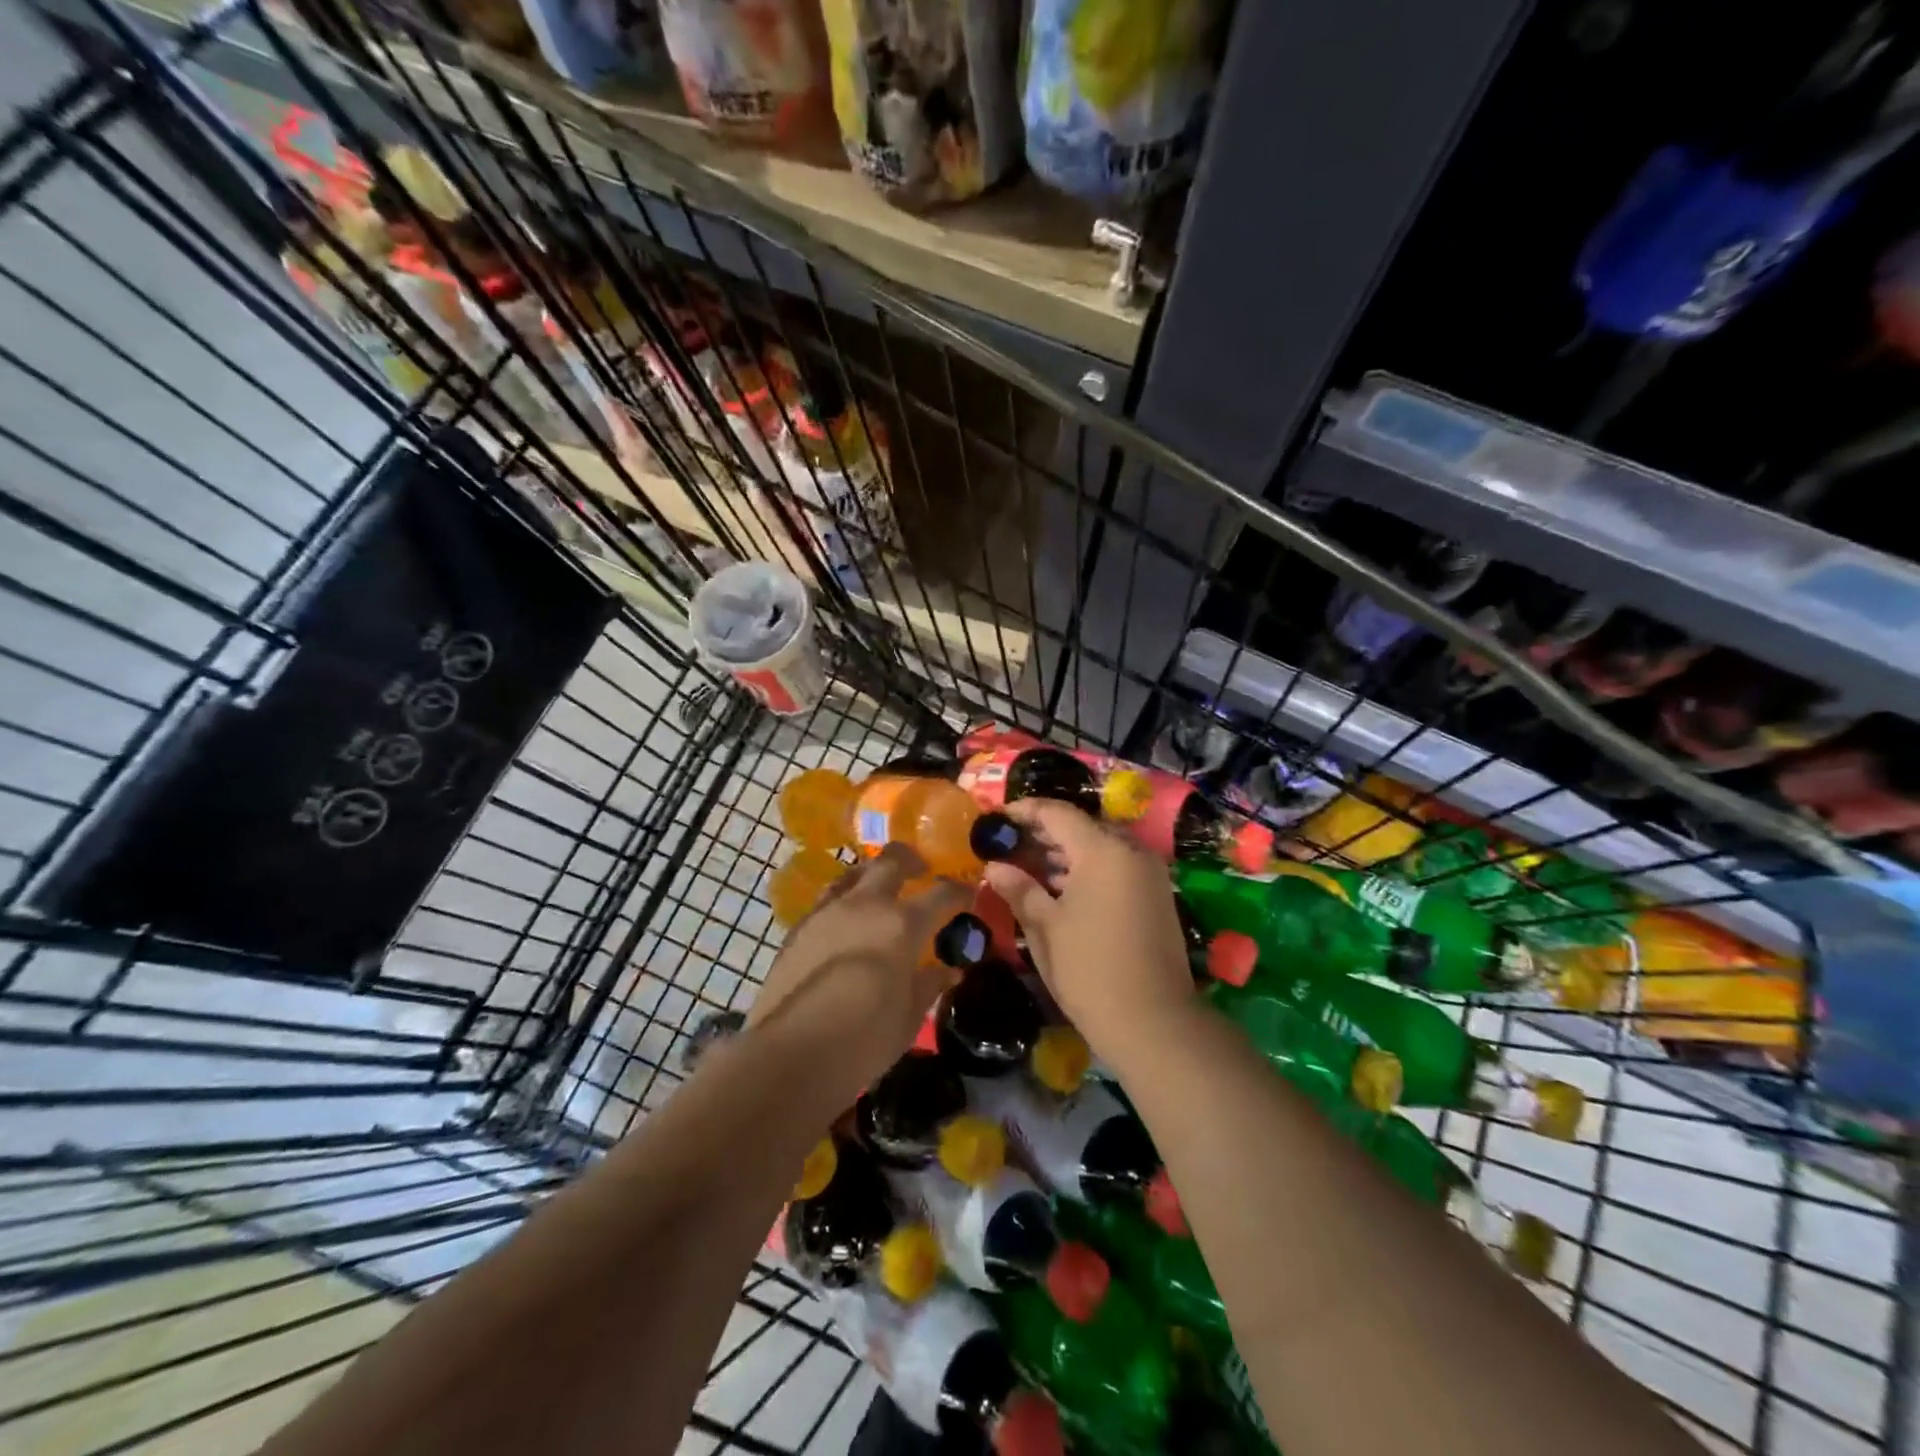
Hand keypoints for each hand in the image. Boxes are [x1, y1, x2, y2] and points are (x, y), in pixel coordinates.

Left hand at [747, 844, 969, 1091]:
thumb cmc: (864, 1039)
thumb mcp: (908, 1017)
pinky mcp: (798, 928)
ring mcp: (827, 912)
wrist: (792, 1052)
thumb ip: (928, 985)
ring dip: (871, 874)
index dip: (959, 890)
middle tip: (920, 871)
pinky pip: (827, 899)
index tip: (968, 893)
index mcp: (902, 924)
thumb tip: (947, 970)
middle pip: (891, 861)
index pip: (942, 894)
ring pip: (853, 873)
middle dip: (910, 860)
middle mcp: (866, 905)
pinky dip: (843, 901)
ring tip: (878, 890)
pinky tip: (844, 922)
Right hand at [983, 798, 1195, 1073]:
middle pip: (1082, 827)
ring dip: (1065, 853)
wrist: (1154, 1023)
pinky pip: (1117, 867)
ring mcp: (1149, 875)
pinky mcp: (1157, 897)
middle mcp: (1132, 852)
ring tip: (1028, 869)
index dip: (1024, 811)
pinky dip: (1088, 870)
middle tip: (1009, 847)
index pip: (1057, 813)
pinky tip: (1061, 890)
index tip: (997, 820)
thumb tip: (995, 866)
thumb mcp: (1045, 928)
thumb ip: (1020, 889)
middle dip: (1044, 833)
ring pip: (1101, 847)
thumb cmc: (1090, 970)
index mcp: (1103, 850)